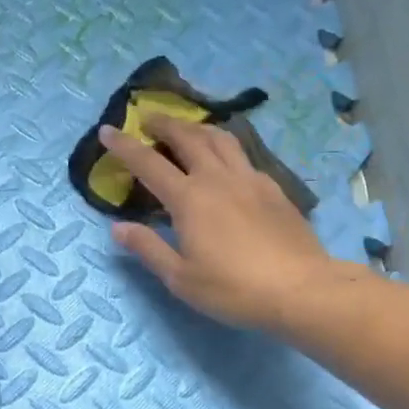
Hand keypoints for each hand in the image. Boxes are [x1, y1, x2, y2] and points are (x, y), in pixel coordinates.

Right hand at [100, 115, 340, 330]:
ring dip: (197, 128)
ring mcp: (249, 179)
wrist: (301, 289)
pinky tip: (226, 161)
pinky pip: (243, 155)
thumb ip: (148, 248)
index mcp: (189, 199)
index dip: (124, 145)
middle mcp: (217, 178)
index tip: (107, 130)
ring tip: (187, 129)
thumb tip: (117, 228)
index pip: (148, 163)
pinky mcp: (273, 188)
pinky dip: (225, 147)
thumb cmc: (234, 289)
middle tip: (149, 119)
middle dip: (164, 124)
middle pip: (187, 138)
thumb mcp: (181, 278)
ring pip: (220, 138)